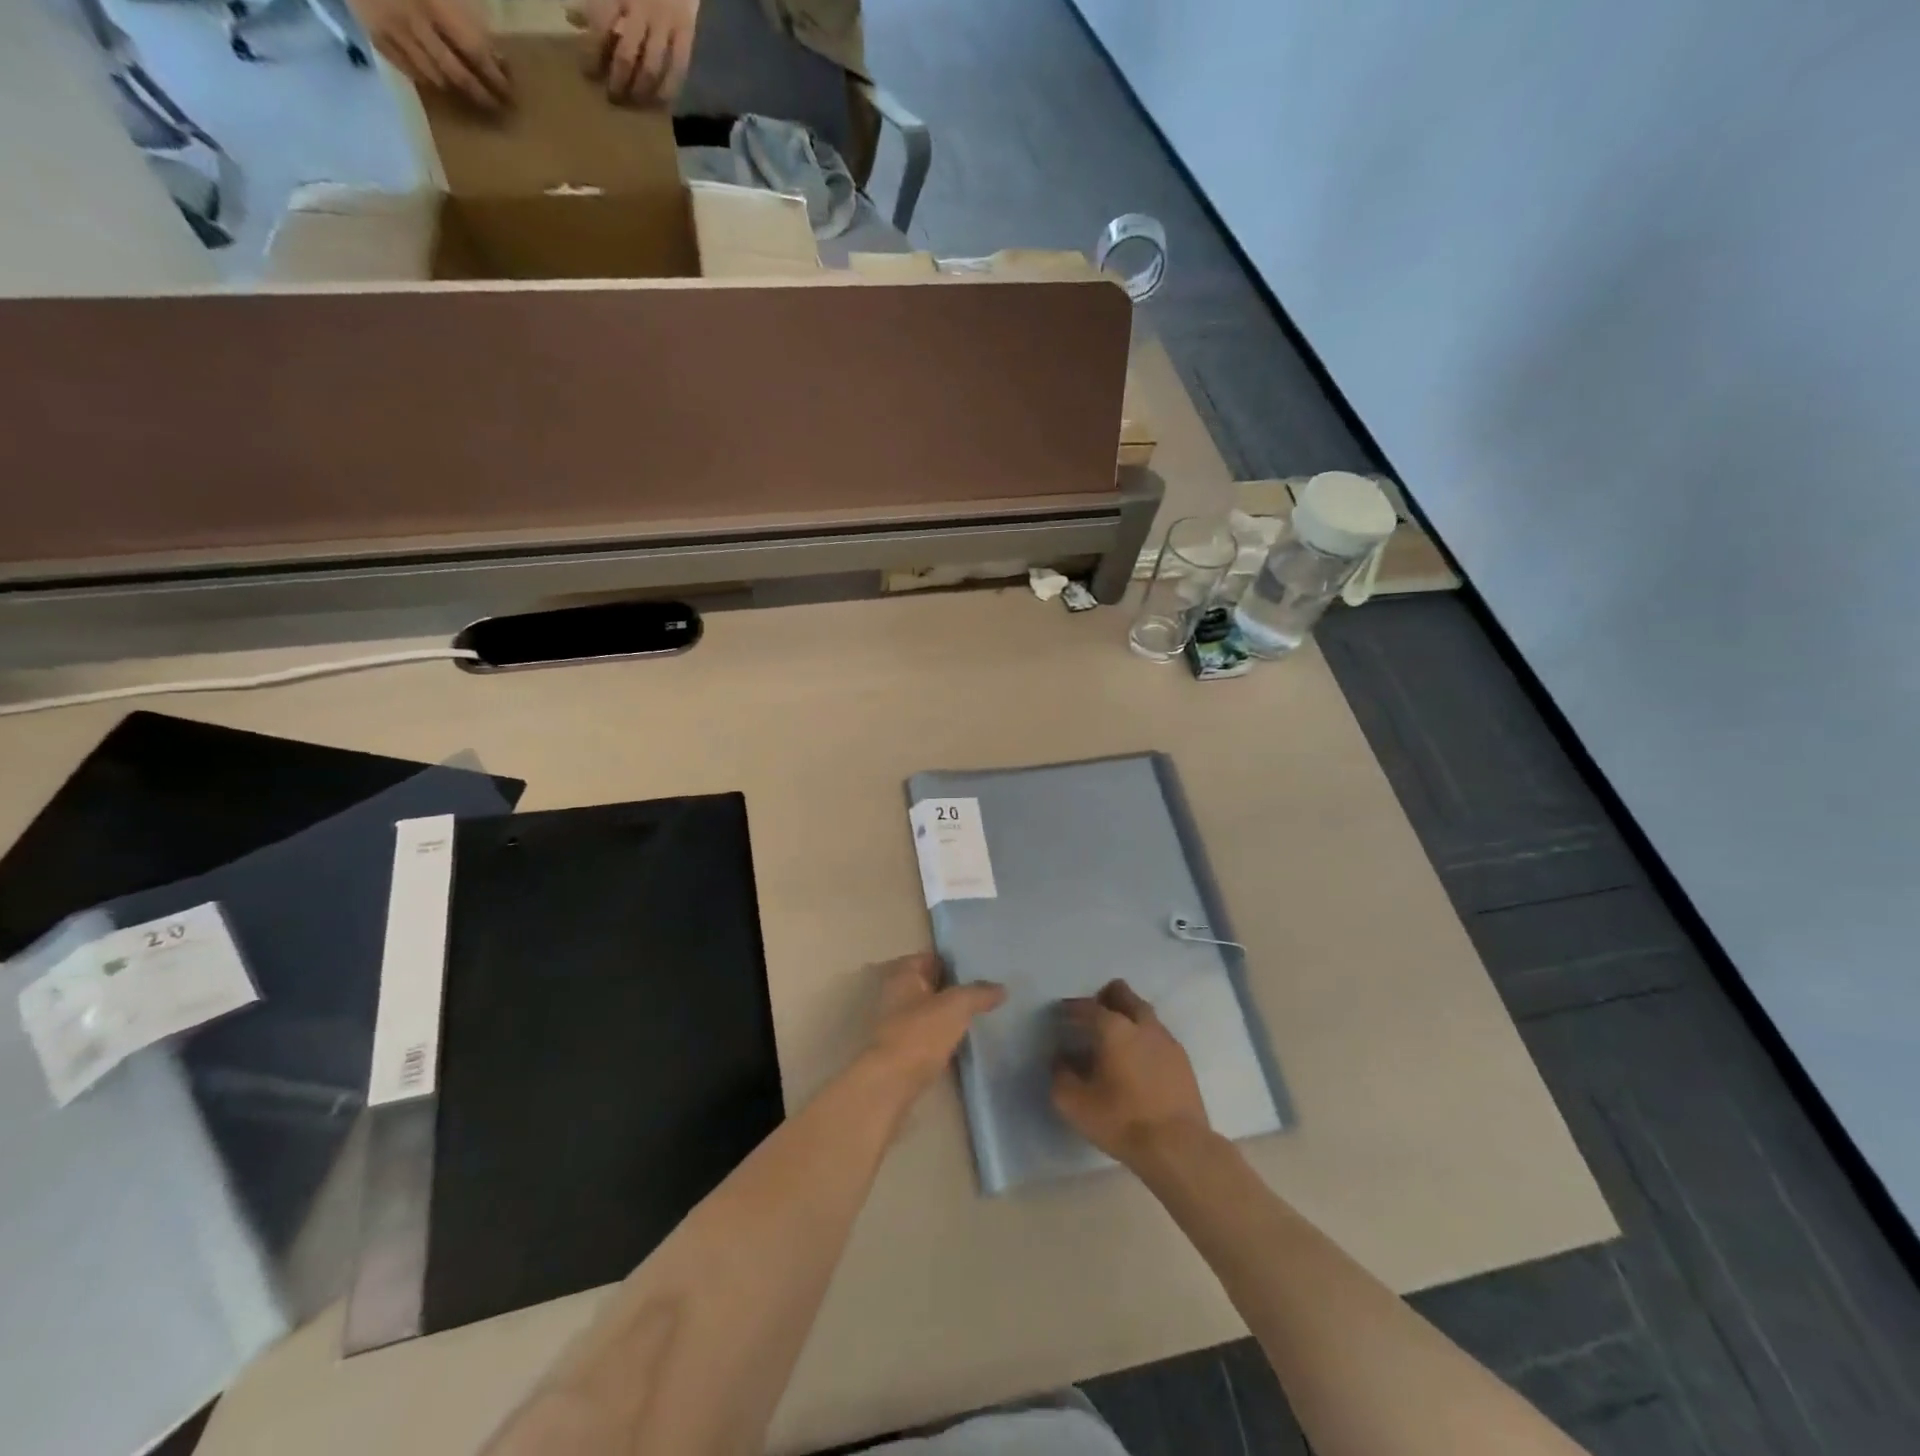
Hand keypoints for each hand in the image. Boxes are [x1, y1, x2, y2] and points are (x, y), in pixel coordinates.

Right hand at [354, 0, 510, 109]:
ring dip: (453, 88)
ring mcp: (391, 30)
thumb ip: (463, 10)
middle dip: (479, 94)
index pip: (474, 50)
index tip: (508, 91)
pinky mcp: (372, 33)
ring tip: (468, 95)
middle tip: (496, 107)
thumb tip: (495, 52)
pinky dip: (423, 78)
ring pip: (432, 75)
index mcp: (433, 3)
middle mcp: (414, 22)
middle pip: (456, 73)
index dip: (494, 75)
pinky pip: (405, 68)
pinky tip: (436, 80)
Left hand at [570, 0, 699, 103]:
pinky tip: (660, 100)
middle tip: (613, 97)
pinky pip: (678, 69)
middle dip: (618, 82)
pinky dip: (669, 88)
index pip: (599, 28)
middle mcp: (640, 9)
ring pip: (651, 69)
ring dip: (641, 91)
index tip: (589, 73)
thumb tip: (573, 19)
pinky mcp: (686, 33)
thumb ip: (595, 0)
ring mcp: (665, 23)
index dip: (592, 54)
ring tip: (635, 101)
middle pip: (626, 56)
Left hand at [866, 952, 1004, 1094]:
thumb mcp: (956, 1006)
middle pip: (927, 985)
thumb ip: (979, 993)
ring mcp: (892, 1023)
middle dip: (950, 989)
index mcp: (901, 974)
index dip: (953, 963)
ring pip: (925, 1011)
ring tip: (975, 1017)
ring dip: (945, 1015)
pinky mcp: (897, 1050)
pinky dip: (939, 1036)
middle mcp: (892, 994)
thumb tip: (1002, 988)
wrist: (889, 1083)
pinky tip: (959, 1043)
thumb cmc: (919, 1033)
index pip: (930, 958)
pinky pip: (924, 1035)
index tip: (978, 970)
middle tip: (981, 993)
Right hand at [1052, 980, 1209, 1164]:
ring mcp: (1167, 1041)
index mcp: (1114, 1028)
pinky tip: (1138, 1060)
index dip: (1072, 1008)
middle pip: (1123, 994)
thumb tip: (1060, 1060)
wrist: (1179, 1149)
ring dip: (1128, 1016)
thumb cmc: (1122, 1121)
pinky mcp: (1183, 1061)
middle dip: (1105, 997)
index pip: (1088, 1006)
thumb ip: (1061, 1076)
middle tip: (1092, 1016)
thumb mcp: (1075, 1104)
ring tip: (1115, 1039)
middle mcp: (1143, 1025)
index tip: (1061, 1014)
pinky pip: (1158, 1036)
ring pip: (1144, 1013)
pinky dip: (1144, 1038)